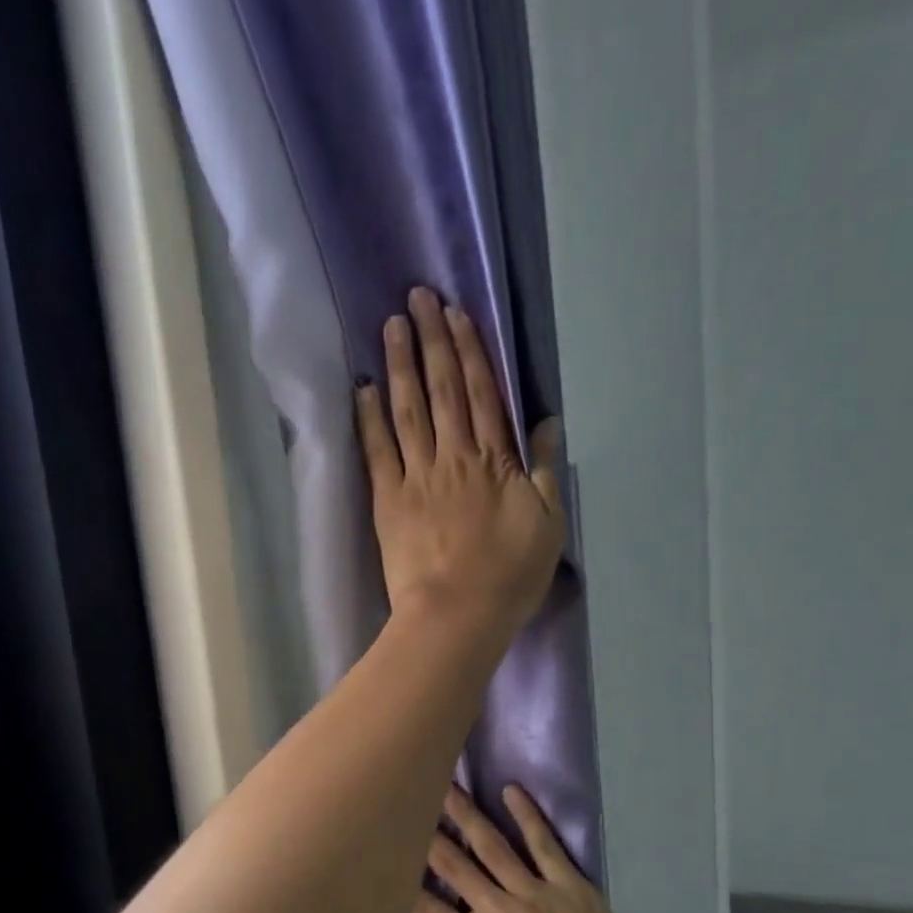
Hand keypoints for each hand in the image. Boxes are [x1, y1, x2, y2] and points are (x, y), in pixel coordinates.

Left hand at [359, 288, 564, 636]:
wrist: (458, 614)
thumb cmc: (511, 576)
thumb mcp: (549, 524)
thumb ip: (545, 470)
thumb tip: (546, 422)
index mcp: (496, 461)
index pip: (482, 394)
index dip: (469, 351)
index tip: (456, 314)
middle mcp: (455, 457)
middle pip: (442, 390)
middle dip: (432, 340)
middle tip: (418, 297)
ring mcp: (417, 476)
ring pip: (408, 410)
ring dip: (400, 365)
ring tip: (391, 325)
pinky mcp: (388, 500)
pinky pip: (378, 451)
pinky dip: (370, 417)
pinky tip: (363, 387)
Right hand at [397, 783, 672, 912]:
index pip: (425, 908)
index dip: (401, 881)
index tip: (385, 855)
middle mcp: (498, 910)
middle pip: (454, 864)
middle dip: (428, 832)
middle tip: (408, 799)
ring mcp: (535, 892)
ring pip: (492, 845)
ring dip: (467, 814)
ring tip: (447, 786)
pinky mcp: (569, 883)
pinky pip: (543, 843)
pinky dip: (527, 815)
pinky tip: (511, 791)